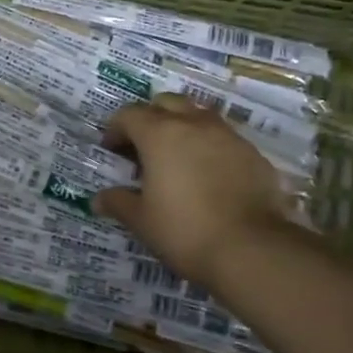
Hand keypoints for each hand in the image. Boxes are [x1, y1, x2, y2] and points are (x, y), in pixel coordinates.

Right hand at [92, 96, 290, 287]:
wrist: (252, 249)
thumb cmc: (184, 230)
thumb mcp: (141, 220)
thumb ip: (119, 203)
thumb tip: (99, 199)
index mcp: (160, 134)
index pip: (129, 114)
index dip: (115, 128)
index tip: (111, 149)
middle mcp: (194, 125)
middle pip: (167, 103)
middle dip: (151, 117)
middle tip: (143, 146)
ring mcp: (228, 136)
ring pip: (199, 116)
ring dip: (183, 128)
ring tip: (177, 158)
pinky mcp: (253, 154)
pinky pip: (224, 139)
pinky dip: (209, 147)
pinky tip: (208, 176)